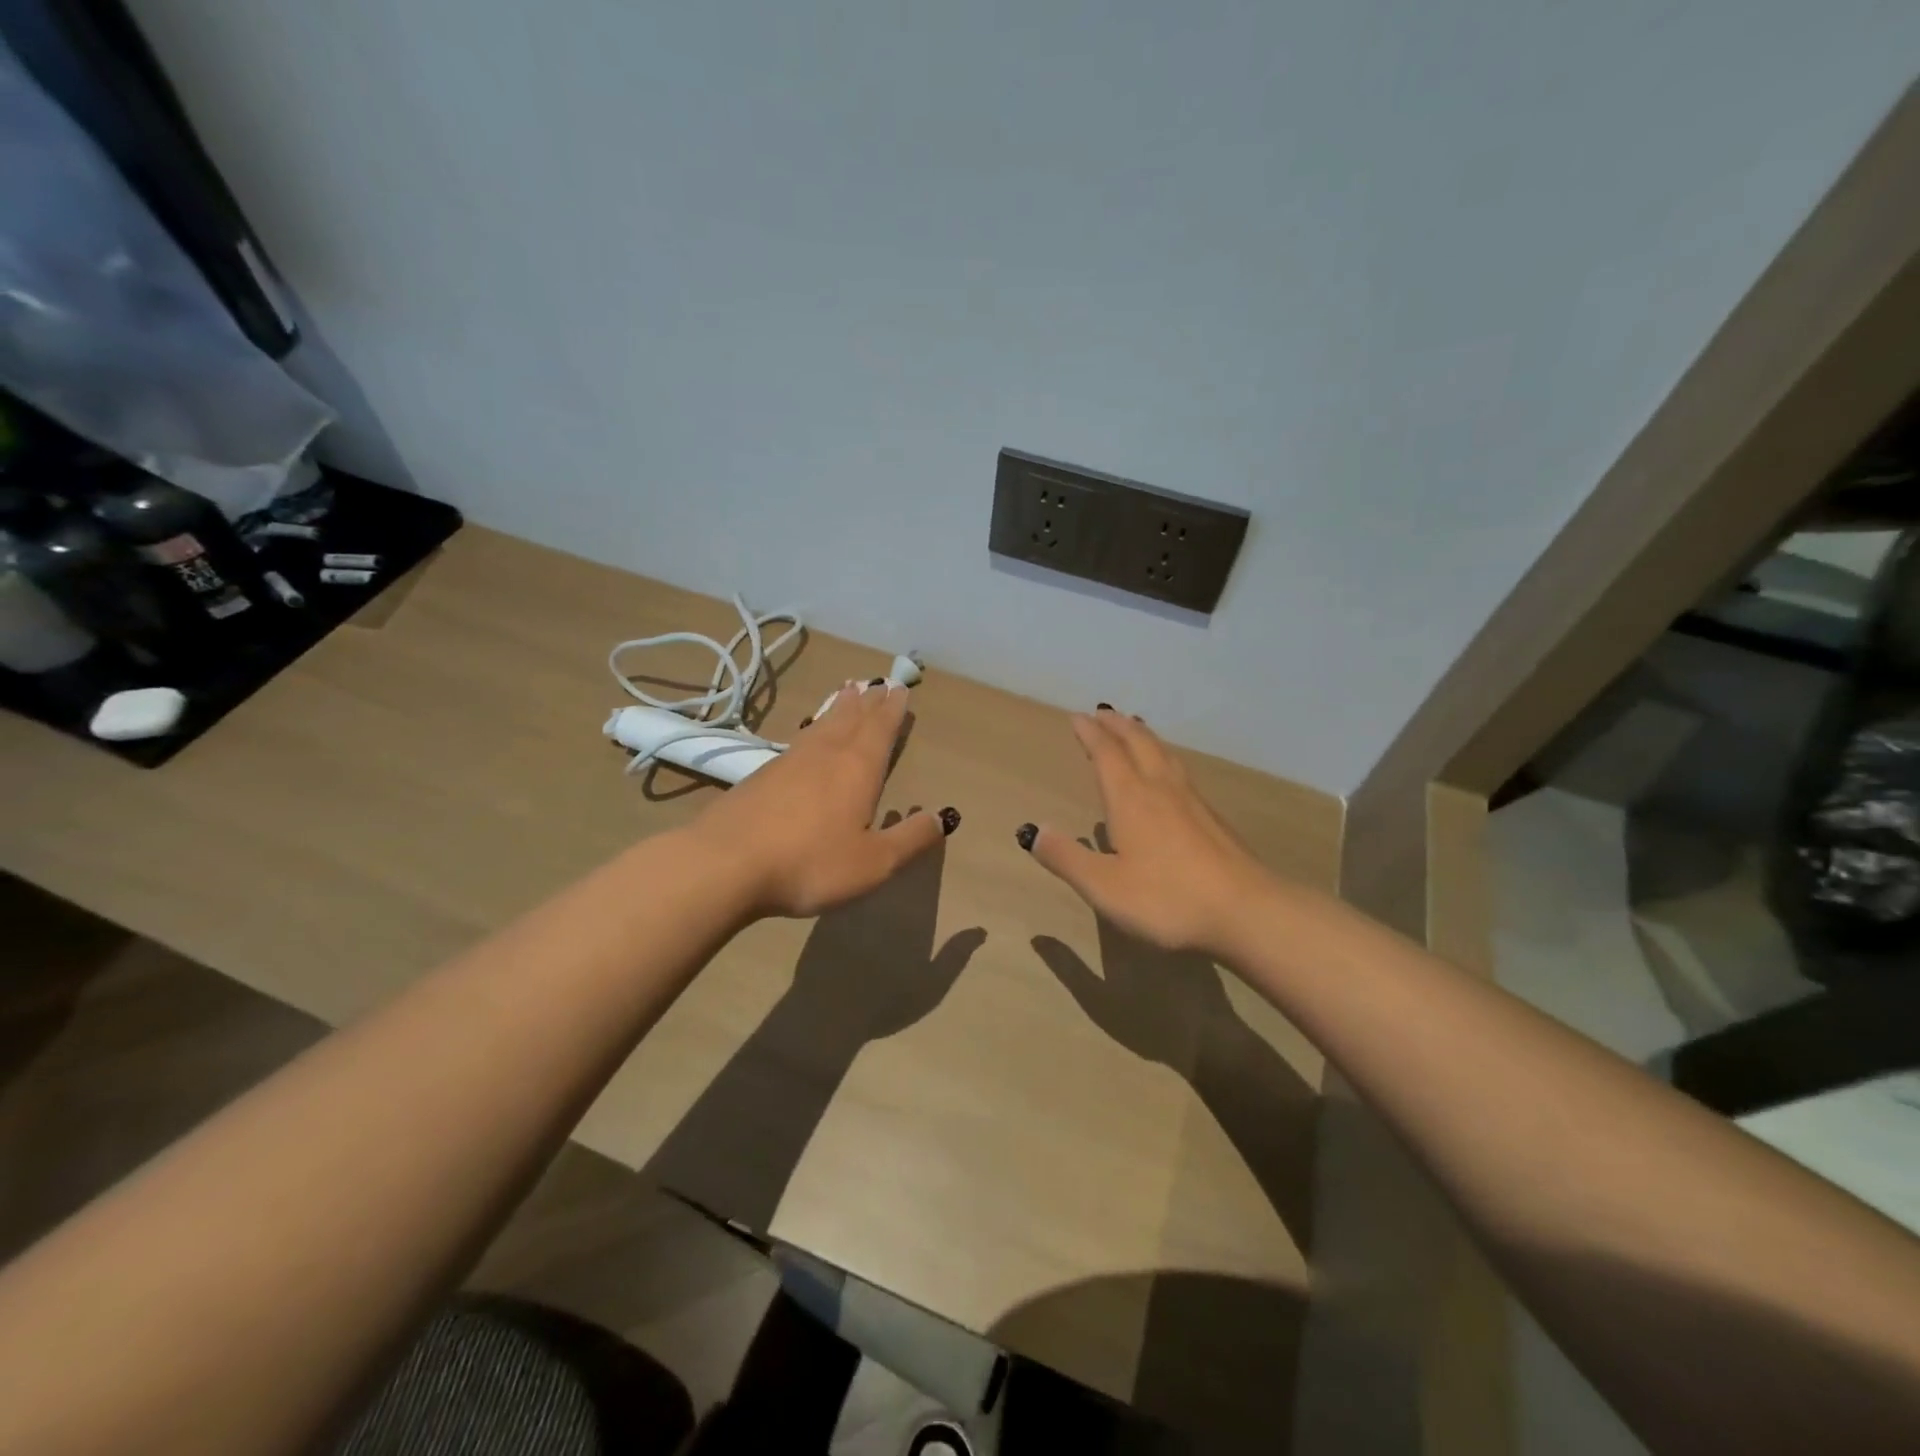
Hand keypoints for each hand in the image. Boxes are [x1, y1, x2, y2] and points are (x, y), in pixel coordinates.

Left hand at [689, 680, 954, 917]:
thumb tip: (943, 817)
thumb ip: (910, 839)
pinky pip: (798, 740)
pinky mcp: (760, 776)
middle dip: (868, 702)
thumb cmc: (810, 863)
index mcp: (857, 769)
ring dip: (838, 708)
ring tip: (847, 692)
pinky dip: (811, 729)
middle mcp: (825, 755)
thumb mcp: (873, 863)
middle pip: (851, 719)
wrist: (726, 864)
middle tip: (877, 682)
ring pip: (821, 725)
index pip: (880, 730)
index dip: (892, 710)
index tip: (900, 688)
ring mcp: (789, 762)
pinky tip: (806, 737)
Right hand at [1023, 707, 1272, 953]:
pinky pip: (1181, 772)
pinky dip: (1165, 758)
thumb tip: (1034, 831)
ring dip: (1144, 736)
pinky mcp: (1213, 819)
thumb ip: (1066, 858)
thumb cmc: (1167, 898)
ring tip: (1135, 729)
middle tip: (1103, 712)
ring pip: (1165, 754)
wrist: (1246, 911)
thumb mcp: (1104, 886)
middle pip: (1139, 743)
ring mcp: (1192, 802)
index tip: (1078, 717)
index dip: (1090, 734)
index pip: (1106, 754)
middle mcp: (1161, 789)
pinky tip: (1170, 776)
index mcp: (1131, 799)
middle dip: (1117, 725)